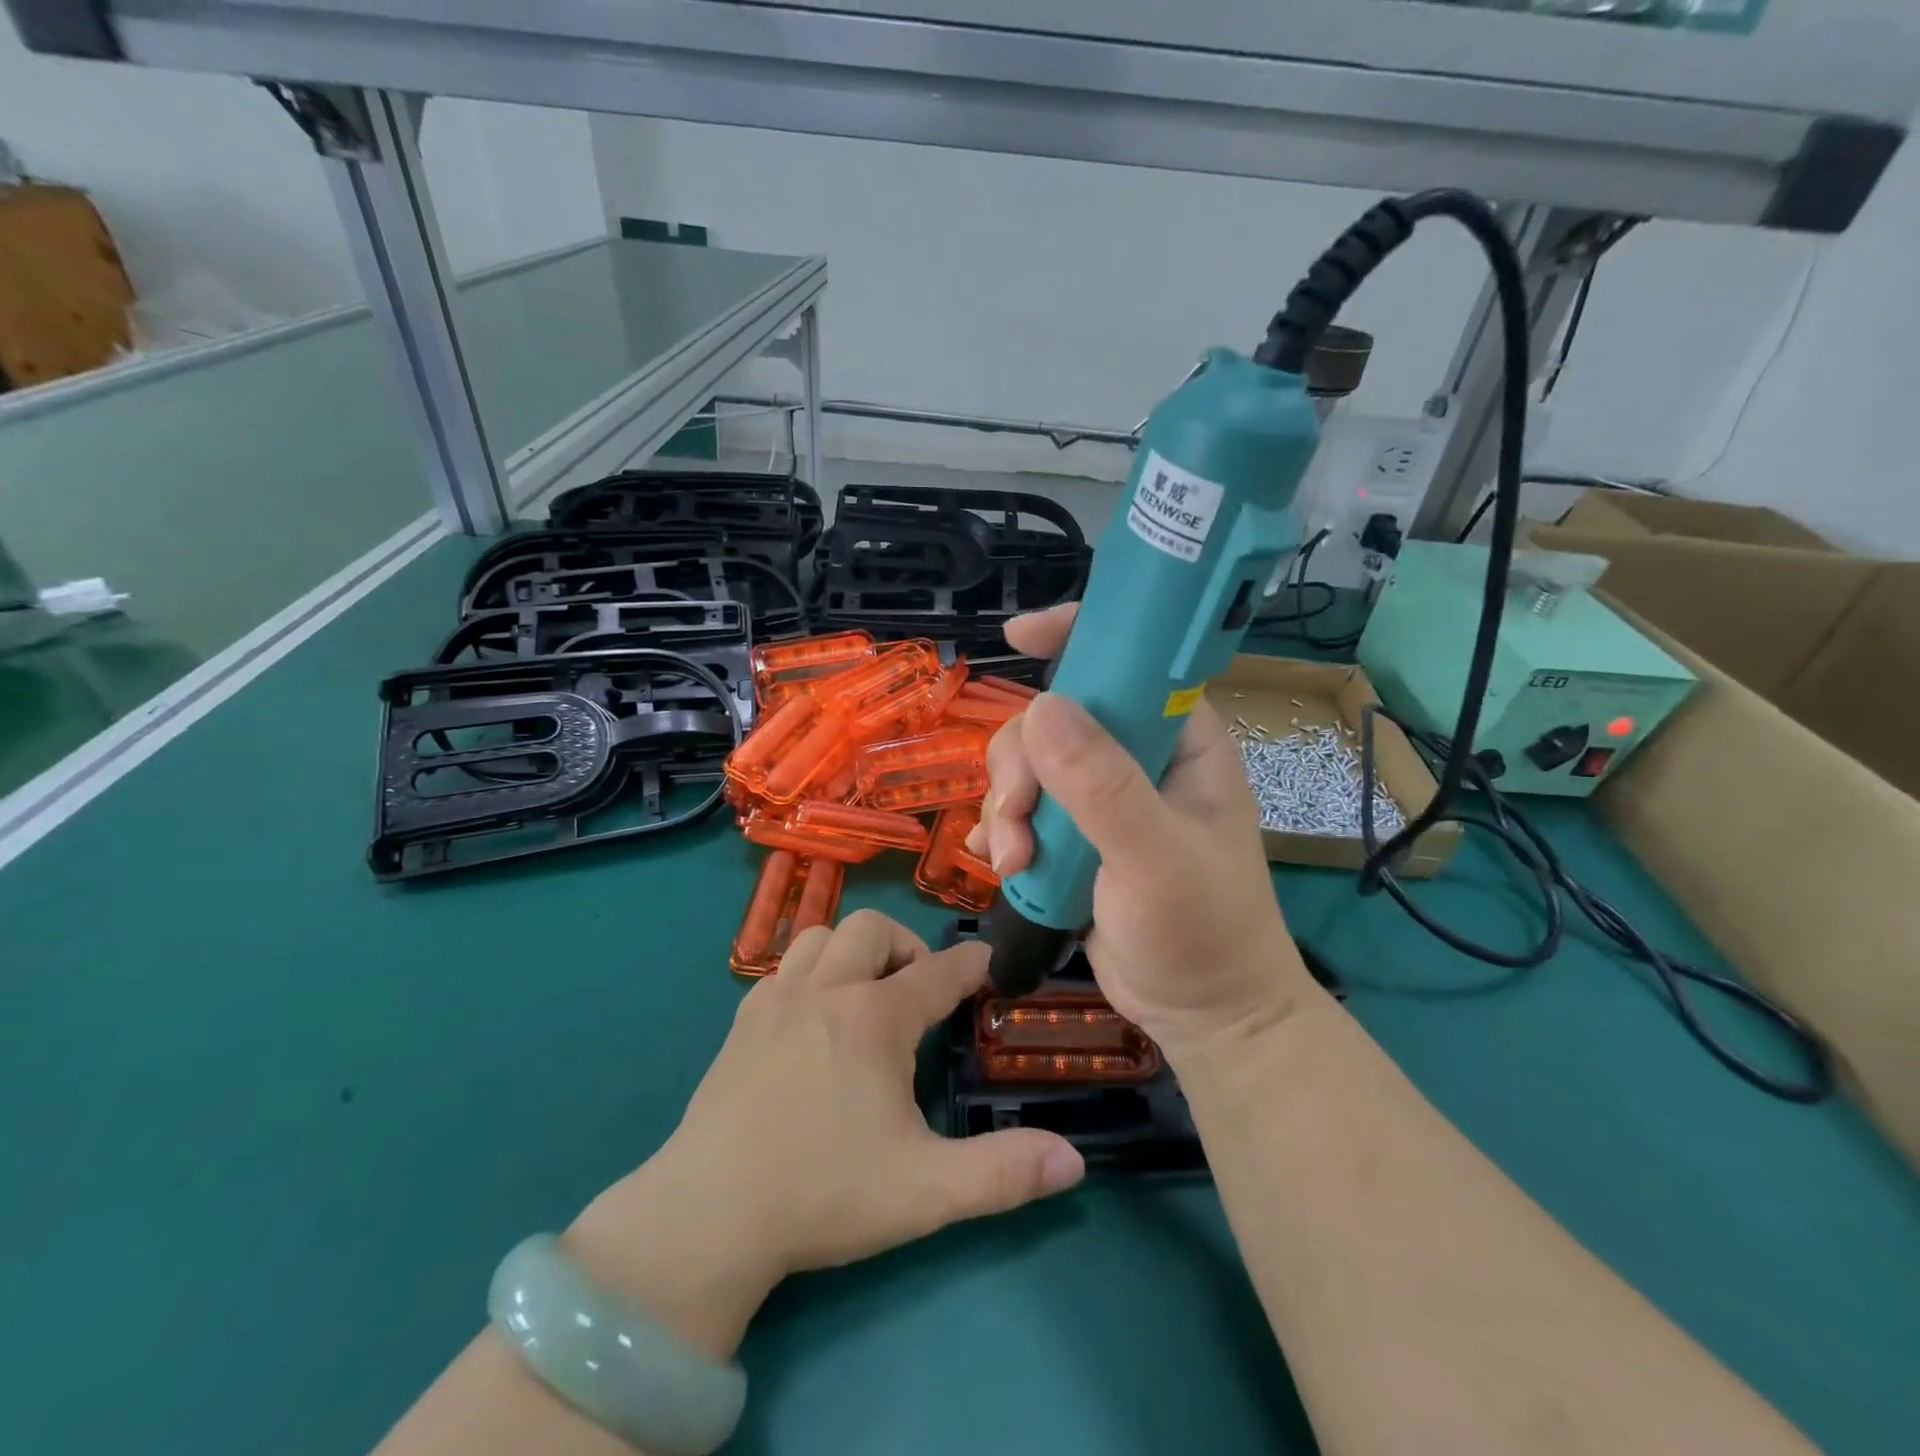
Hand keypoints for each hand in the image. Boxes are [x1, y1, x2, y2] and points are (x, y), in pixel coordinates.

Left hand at [566, 912, 1084, 1357]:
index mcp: (875, 1018)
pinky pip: (784, 966)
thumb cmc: (823, 1193)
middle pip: (874, 928)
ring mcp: (777, 999)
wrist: (708, 1216)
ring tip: (867, 992)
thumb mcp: (926, 1191)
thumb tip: (1074, 1161)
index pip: (939, 972)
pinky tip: (814, 1017)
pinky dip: (811, 971)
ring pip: (821, 934)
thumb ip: (1004, 1173)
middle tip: (919, 991)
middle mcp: (827, 989)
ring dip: (853, 948)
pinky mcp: (742, 1021)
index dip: (972, 964)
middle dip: (907, 945)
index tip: (990, 963)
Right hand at [969, 603, 1321, 1060]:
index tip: (1017, 636)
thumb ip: (1102, 785)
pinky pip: (1022, 810)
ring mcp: (1102, 798)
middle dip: (1021, 766)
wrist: (1204, 1015)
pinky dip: (1004, 832)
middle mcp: (1138, 757)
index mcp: (1179, 740)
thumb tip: (1040, 708)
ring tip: (1015, 864)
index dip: (1075, 636)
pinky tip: (1002, 866)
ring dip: (1007, 810)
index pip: (1129, 661)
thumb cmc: (1202, 931)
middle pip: (1054, 719)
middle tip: (1020, 819)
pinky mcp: (1075, 837)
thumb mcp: (1155, 857)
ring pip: (1028, 766)